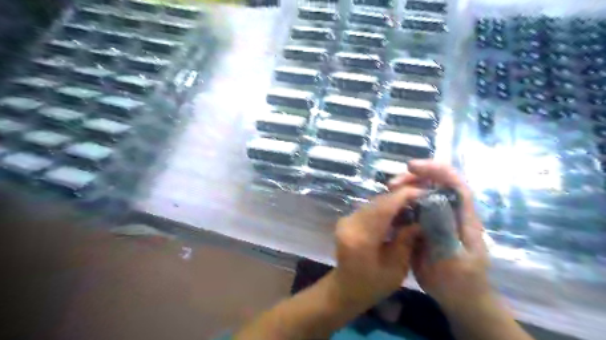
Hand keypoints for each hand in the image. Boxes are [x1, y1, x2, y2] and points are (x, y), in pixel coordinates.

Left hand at [334, 186, 422, 310]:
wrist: (346, 287)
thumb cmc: (373, 284)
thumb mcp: (396, 269)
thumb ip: (406, 241)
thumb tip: (420, 221)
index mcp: (362, 237)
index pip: (384, 208)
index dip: (403, 196)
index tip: (422, 193)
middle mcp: (350, 223)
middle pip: (377, 202)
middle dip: (399, 197)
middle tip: (420, 199)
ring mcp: (345, 220)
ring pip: (372, 203)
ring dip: (391, 202)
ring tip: (410, 206)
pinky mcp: (346, 219)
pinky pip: (368, 208)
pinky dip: (382, 208)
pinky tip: (395, 214)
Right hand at [390, 161, 488, 312]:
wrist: (459, 297)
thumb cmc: (461, 282)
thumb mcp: (455, 263)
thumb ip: (445, 236)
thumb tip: (429, 210)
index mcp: (464, 218)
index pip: (455, 184)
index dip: (436, 170)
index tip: (412, 167)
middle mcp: (451, 212)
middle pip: (436, 184)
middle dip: (414, 178)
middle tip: (391, 184)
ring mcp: (437, 218)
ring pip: (422, 194)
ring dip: (405, 189)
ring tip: (387, 192)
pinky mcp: (425, 226)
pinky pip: (412, 208)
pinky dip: (400, 203)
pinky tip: (388, 207)